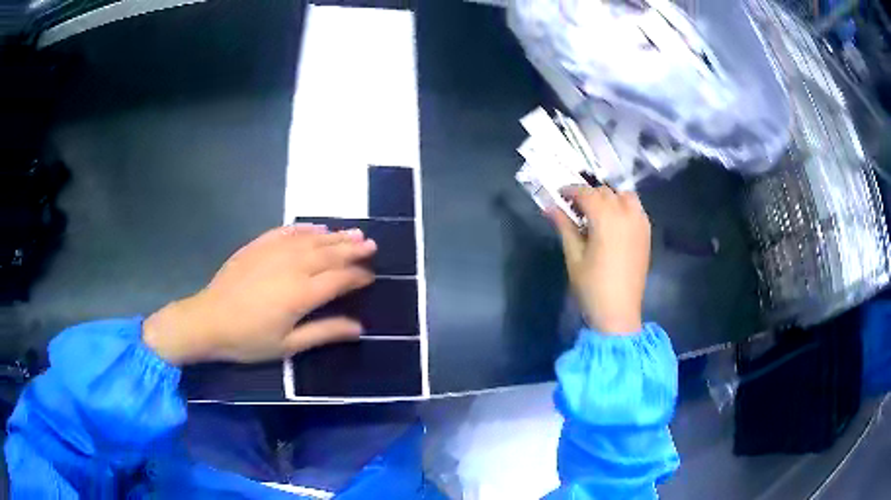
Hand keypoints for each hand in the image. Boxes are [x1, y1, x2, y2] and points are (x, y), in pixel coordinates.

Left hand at [143, 224, 376, 364]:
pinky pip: (287, 231)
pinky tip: (316, 227)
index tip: (371, 275)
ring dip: (335, 235)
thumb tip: (358, 328)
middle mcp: (292, 266)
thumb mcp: (288, 346)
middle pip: (330, 253)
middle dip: (353, 249)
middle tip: (371, 245)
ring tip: (354, 233)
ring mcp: (274, 252)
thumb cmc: (249, 339)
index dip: (358, 275)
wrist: (208, 321)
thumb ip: (324, 332)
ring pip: (312, 239)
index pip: (339, 278)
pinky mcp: (258, 245)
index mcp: (302, 294)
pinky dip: (305, 228)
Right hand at [550, 186, 650, 334]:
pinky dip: (624, 206)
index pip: (587, 193)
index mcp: (606, 219)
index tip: (559, 195)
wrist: (619, 312)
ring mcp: (640, 223)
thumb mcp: (574, 255)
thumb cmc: (592, 286)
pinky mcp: (646, 234)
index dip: (571, 191)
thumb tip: (549, 207)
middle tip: (574, 207)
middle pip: (605, 192)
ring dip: (609, 197)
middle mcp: (626, 214)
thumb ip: (564, 226)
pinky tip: (614, 221)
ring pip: (624, 196)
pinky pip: (636, 209)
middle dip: (588, 195)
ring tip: (597, 212)